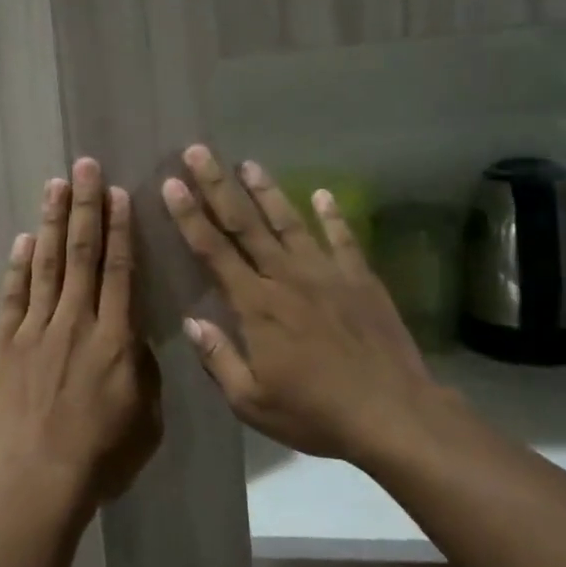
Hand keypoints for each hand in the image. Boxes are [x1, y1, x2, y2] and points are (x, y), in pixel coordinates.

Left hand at [0, 158, 162, 504]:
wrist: (35, 480)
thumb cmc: (99, 456)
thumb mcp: (146, 419)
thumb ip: (143, 370)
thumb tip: (134, 337)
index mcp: (115, 338)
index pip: (119, 270)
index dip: (119, 229)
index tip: (117, 193)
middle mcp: (76, 322)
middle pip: (83, 254)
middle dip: (85, 206)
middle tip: (84, 166)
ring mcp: (35, 330)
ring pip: (48, 264)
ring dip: (53, 222)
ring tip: (55, 184)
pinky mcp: (2, 344)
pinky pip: (13, 295)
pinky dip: (19, 265)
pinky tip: (25, 238)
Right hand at [162, 146, 456, 468]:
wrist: (393, 414)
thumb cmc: (316, 413)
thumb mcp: (253, 402)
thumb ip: (219, 359)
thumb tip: (191, 321)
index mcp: (256, 305)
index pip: (213, 251)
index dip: (189, 216)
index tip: (172, 184)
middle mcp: (286, 277)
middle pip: (245, 224)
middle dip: (218, 185)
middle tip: (198, 152)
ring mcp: (326, 274)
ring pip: (289, 222)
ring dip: (266, 191)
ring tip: (248, 162)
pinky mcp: (360, 279)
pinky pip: (342, 240)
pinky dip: (333, 215)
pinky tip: (325, 194)